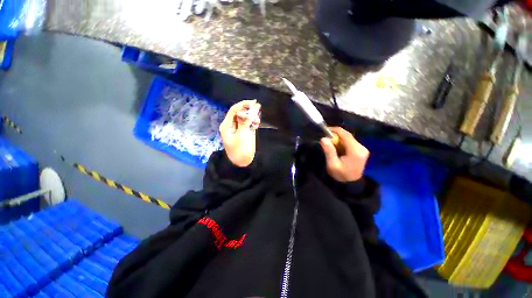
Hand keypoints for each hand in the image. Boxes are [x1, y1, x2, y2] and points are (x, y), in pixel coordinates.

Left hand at [219, 100, 260, 166]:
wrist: (243, 162)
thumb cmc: (240, 150)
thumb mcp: (242, 135)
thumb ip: (244, 122)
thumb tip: (248, 111)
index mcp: (227, 125)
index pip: (234, 110)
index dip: (243, 105)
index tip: (254, 103)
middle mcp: (232, 124)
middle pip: (240, 112)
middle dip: (249, 110)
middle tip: (258, 109)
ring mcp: (238, 128)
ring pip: (245, 117)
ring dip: (252, 116)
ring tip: (258, 121)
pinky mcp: (244, 131)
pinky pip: (248, 123)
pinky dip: (253, 122)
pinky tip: (257, 124)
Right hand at [320, 127, 368, 182]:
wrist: (351, 184)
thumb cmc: (341, 175)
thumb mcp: (332, 165)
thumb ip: (329, 151)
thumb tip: (324, 138)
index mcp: (355, 151)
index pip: (346, 135)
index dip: (335, 130)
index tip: (326, 130)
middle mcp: (361, 148)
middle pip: (348, 136)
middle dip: (336, 135)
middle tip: (326, 138)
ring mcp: (363, 149)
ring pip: (349, 138)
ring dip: (339, 138)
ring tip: (330, 142)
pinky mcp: (361, 150)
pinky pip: (350, 142)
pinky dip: (342, 142)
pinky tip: (337, 146)